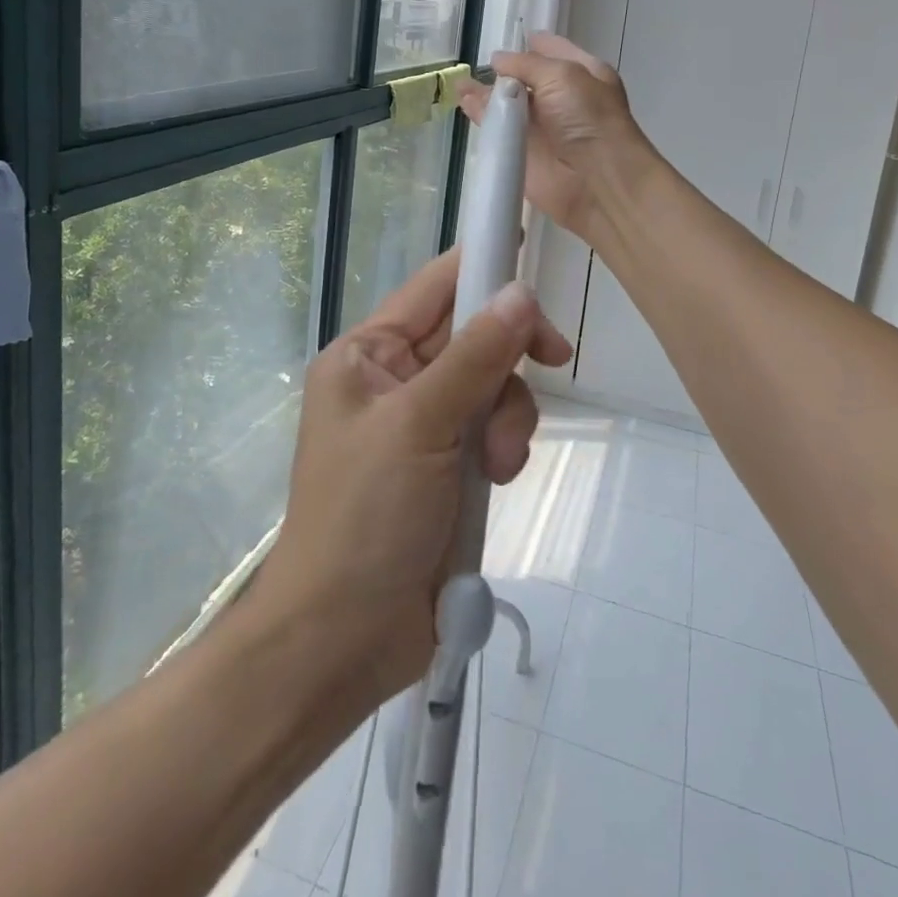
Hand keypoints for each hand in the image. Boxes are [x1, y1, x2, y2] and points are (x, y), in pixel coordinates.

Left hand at [260, 248, 572, 704]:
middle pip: (473, 336)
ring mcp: (422, 425)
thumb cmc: (365, 517)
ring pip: (492, 387)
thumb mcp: (418, 425)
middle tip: (553, 362)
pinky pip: (492, 431)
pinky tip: (495, 483)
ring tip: (496, 467)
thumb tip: (519, 292)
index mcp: (367, 355)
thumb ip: (474, 357)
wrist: (344, 639)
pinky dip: (502, 449)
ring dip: (507, 419)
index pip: (434, 287)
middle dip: (506, 363)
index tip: (532, 257)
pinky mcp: (446, 467)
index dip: (481, 265)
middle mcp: (393, 380)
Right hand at [458, 32, 653, 240]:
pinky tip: (462, 103)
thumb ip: (525, 64)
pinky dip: (479, 116)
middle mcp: (561, 99)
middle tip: (475, 62)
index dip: (531, 44)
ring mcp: (540, 127)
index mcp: (582, 74)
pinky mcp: (521, 152)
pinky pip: (496, 130)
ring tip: (460, 83)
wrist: (595, 180)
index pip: (552, 51)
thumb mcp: (561, 75)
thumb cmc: (588, 118)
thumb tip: (497, 60)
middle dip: (503, 71)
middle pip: (526, 78)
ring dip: (485, 93)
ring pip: (507, 104)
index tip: (506, 35)